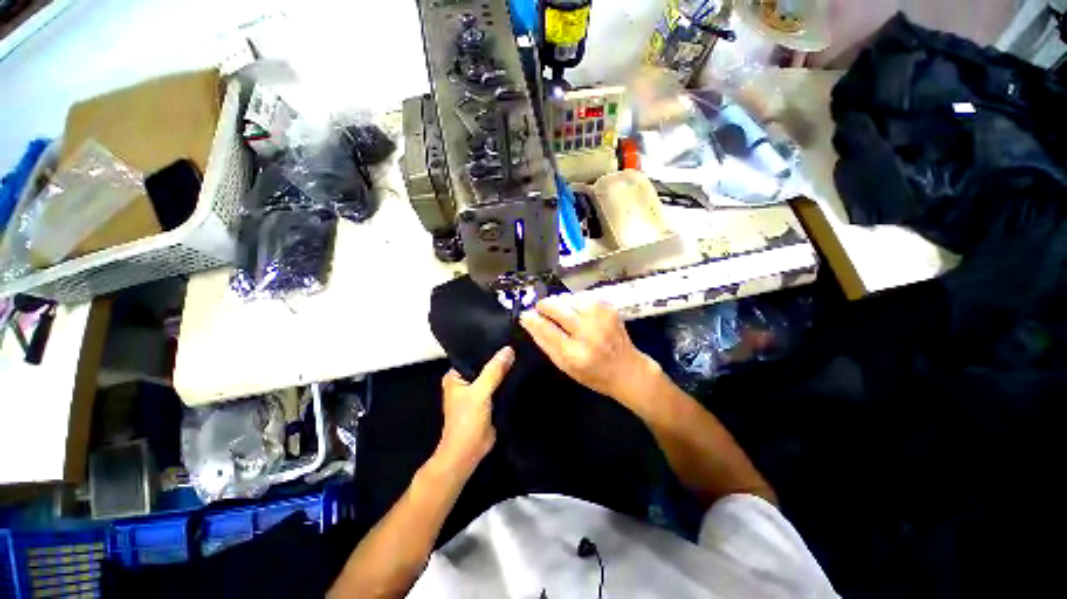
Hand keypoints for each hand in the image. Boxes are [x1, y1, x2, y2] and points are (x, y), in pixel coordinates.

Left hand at [436, 347, 514, 472]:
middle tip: (518, 344)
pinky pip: (498, 386)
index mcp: (455, 376)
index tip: (507, 336)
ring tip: (522, 353)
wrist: (468, 453)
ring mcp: (477, 391)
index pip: (474, 355)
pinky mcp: (487, 401)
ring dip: (504, 370)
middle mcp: (465, 381)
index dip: (489, 347)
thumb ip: (494, 371)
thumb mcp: (480, 393)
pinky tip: (520, 371)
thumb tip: (509, 349)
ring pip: (493, 375)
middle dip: (499, 358)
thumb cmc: (467, 421)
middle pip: (484, 365)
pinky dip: (507, 381)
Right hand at [519, 295, 662, 411]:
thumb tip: (528, 321)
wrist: (628, 370)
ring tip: (561, 314)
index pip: (546, 328)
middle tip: (541, 310)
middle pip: (557, 307)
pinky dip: (574, 302)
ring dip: (560, 304)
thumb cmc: (592, 373)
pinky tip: (576, 312)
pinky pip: (582, 297)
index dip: (533, 319)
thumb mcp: (564, 366)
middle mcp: (589, 332)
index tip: (525, 314)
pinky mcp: (608, 308)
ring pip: (569, 298)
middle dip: (544, 305)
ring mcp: (601, 317)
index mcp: (575, 353)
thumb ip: (545, 342)